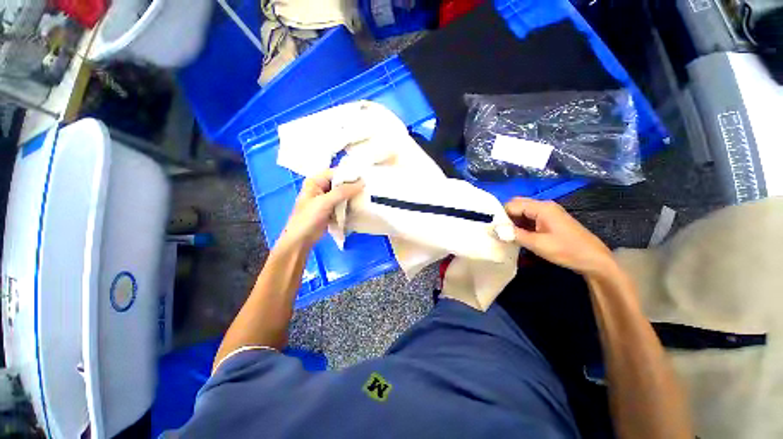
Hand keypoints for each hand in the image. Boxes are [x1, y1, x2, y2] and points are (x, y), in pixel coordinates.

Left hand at [278, 170, 363, 249]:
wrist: (301, 240)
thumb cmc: (308, 218)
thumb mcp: (325, 202)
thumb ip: (343, 191)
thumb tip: (362, 183)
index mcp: (316, 181)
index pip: (336, 173)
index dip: (350, 175)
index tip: (365, 179)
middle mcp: (322, 187)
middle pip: (341, 183)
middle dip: (353, 186)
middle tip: (368, 189)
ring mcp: (327, 199)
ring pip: (344, 194)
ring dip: (353, 196)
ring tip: (367, 197)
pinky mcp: (332, 209)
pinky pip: (344, 203)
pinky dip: (351, 204)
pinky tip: (360, 206)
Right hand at [503, 198, 615, 275]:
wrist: (594, 260)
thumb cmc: (566, 250)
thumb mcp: (537, 244)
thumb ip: (514, 234)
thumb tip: (494, 228)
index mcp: (541, 208)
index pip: (512, 204)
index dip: (501, 215)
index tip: (494, 228)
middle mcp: (544, 205)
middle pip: (517, 205)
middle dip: (506, 217)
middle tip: (500, 232)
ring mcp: (548, 212)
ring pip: (522, 211)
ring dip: (513, 222)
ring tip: (507, 235)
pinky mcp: (550, 220)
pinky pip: (530, 217)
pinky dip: (521, 225)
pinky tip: (519, 235)